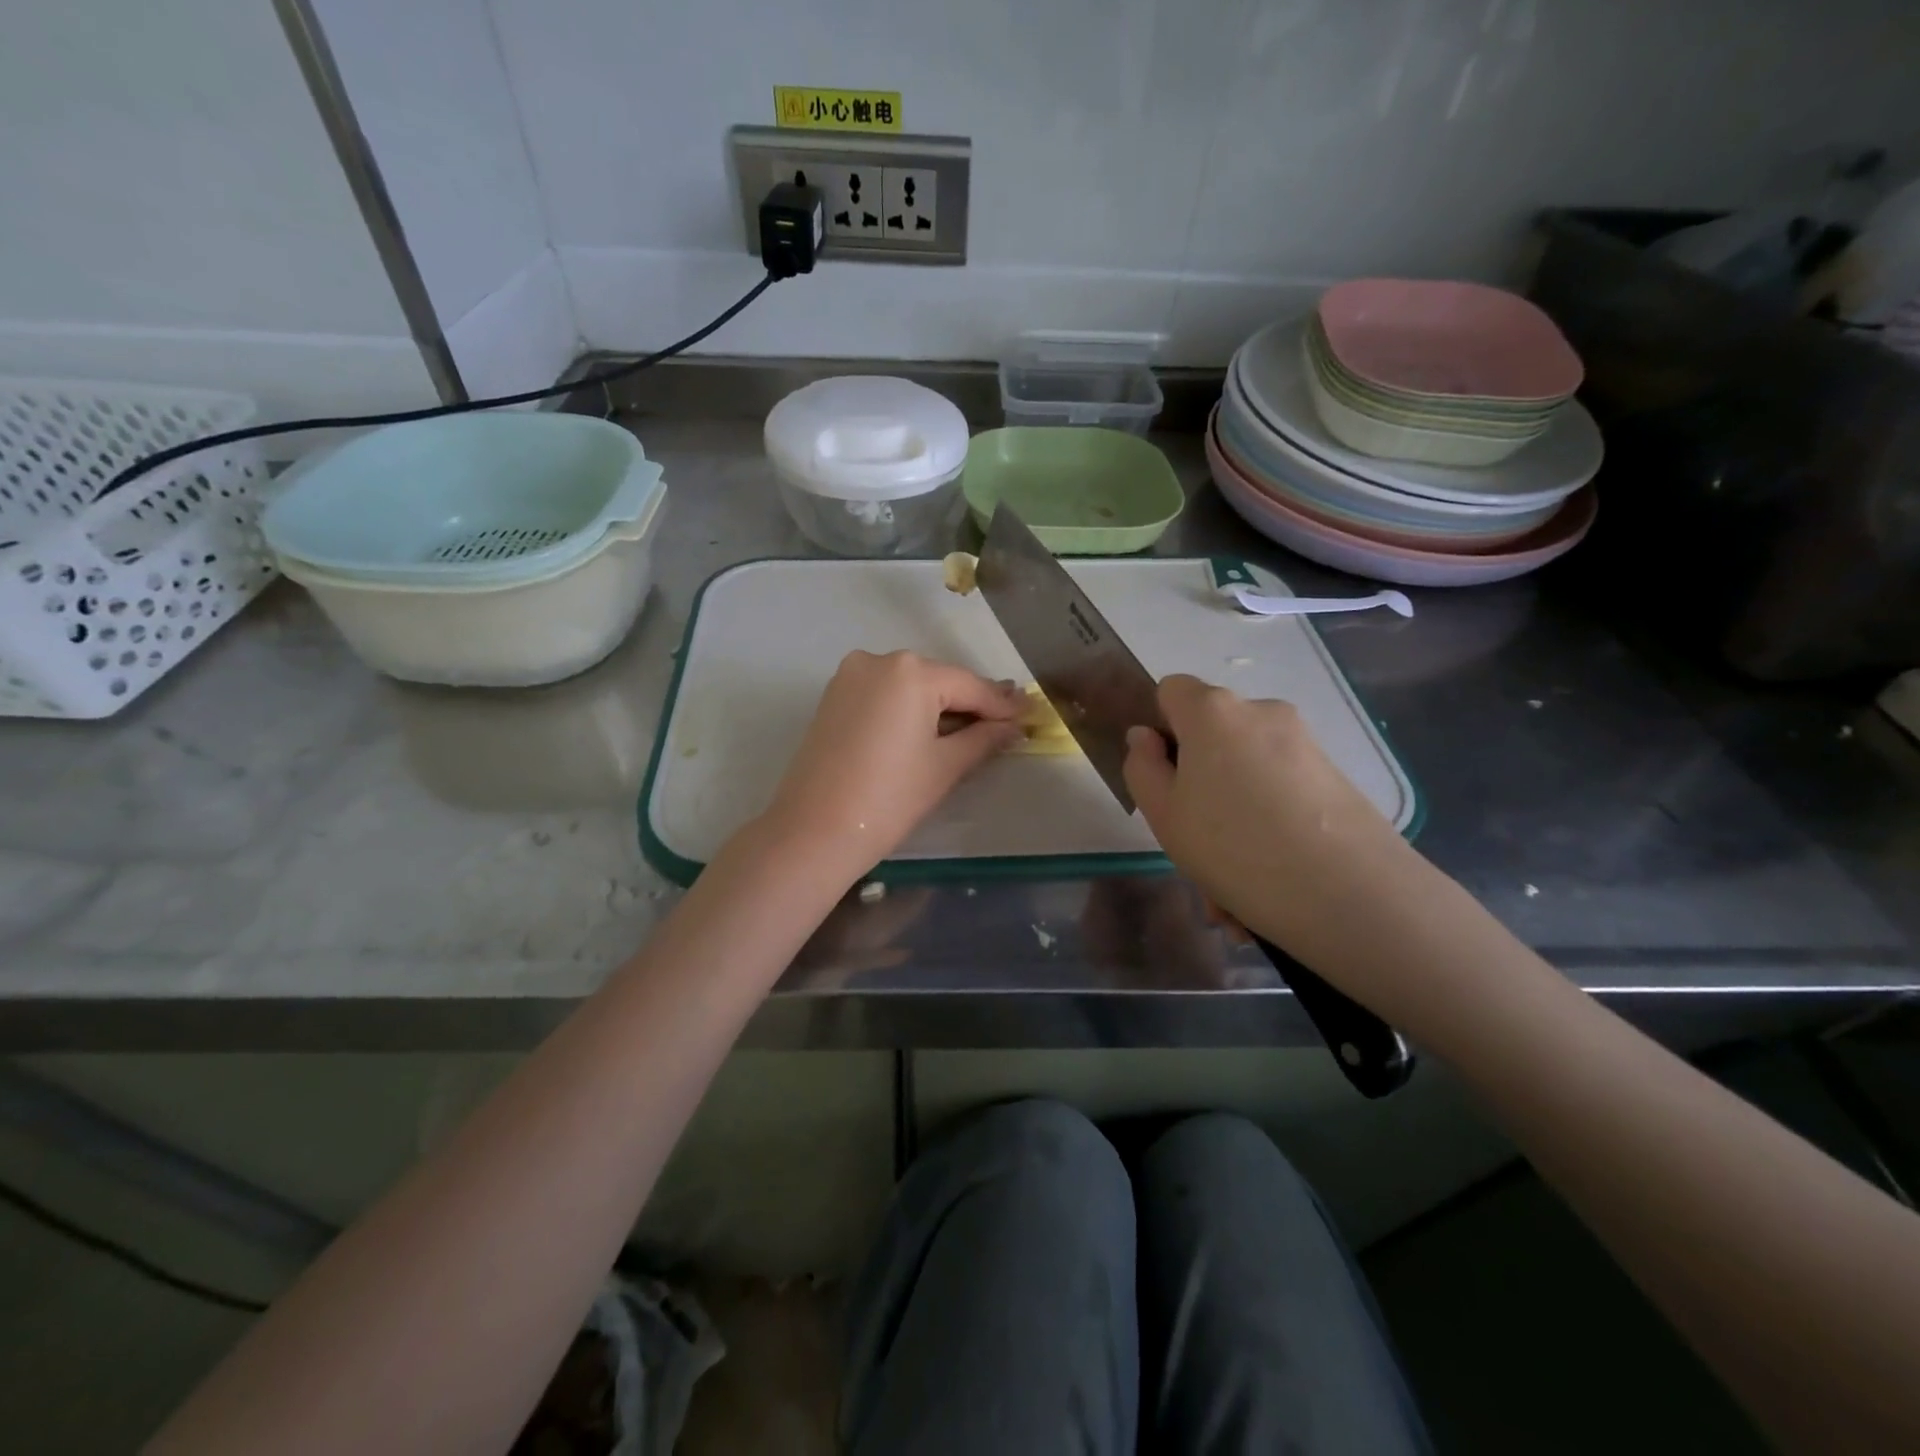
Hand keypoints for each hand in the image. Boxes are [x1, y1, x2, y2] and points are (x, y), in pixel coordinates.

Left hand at [760, 651, 1025, 881]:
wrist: (813, 831)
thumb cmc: (889, 798)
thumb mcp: (946, 767)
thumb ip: (985, 738)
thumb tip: (1014, 726)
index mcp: (911, 671)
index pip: (970, 686)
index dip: (1002, 705)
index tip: (1030, 715)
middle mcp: (879, 660)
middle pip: (940, 681)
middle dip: (971, 704)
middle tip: (1004, 725)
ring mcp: (850, 676)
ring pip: (910, 686)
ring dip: (940, 706)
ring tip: (971, 731)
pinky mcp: (834, 696)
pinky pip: (884, 695)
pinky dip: (908, 709)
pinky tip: (928, 731)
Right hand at [1122, 675, 1423, 965]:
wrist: (1349, 892)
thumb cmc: (1233, 846)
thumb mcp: (1163, 814)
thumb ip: (1142, 767)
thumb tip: (1146, 737)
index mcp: (1212, 711)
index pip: (1171, 690)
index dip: (1160, 728)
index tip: (1164, 778)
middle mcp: (1260, 713)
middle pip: (1212, 736)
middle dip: (1198, 786)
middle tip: (1194, 845)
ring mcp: (1303, 743)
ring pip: (1246, 775)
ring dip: (1231, 819)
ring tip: (1231, 890)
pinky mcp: (1334, 776)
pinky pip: (1280, 794)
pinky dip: (1267, 826)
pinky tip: (1265, 884)